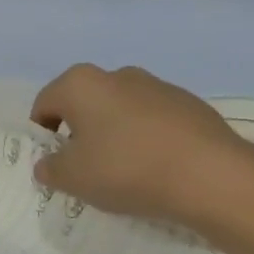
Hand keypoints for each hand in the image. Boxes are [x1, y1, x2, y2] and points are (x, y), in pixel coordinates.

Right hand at [30, 64, 253, 233]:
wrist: (210, 175)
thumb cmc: (126, 169)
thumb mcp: (73, 178)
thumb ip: (50, 169)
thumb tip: (47, 163)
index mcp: (80, 84)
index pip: (45, 104)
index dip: (42, 134)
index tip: (54, 163)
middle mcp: (116, 74)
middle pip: (84, 103)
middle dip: (80, 133)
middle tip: (87, 169)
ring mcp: (156, 85)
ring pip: (120, 110)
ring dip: (115, 134)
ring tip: (127, 172)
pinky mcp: (189, 103)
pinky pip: (153, 121)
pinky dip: (147, 139)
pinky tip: (158, 168)